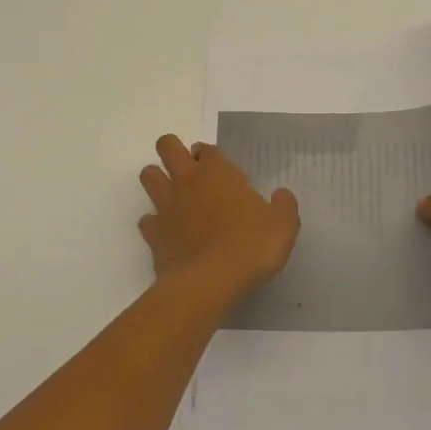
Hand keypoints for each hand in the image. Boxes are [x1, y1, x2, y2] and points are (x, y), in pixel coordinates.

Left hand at [139, 135, 299, 295]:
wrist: (211, 282)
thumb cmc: (251, 246)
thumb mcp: (284, 225)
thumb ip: (284, 206)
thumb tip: (281, 195)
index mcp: (218, 172)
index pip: (207, 148)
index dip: (210, 155)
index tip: (218, 169)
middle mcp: (187, 181)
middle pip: (167, 147)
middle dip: (172, 150)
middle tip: (188, 170)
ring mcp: (166, 206)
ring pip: (148, 176)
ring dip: (157, 179)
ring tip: (173, 195)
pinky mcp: (153, 234)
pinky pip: (146, 219)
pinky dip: (154, 223)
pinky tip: (168, 233)